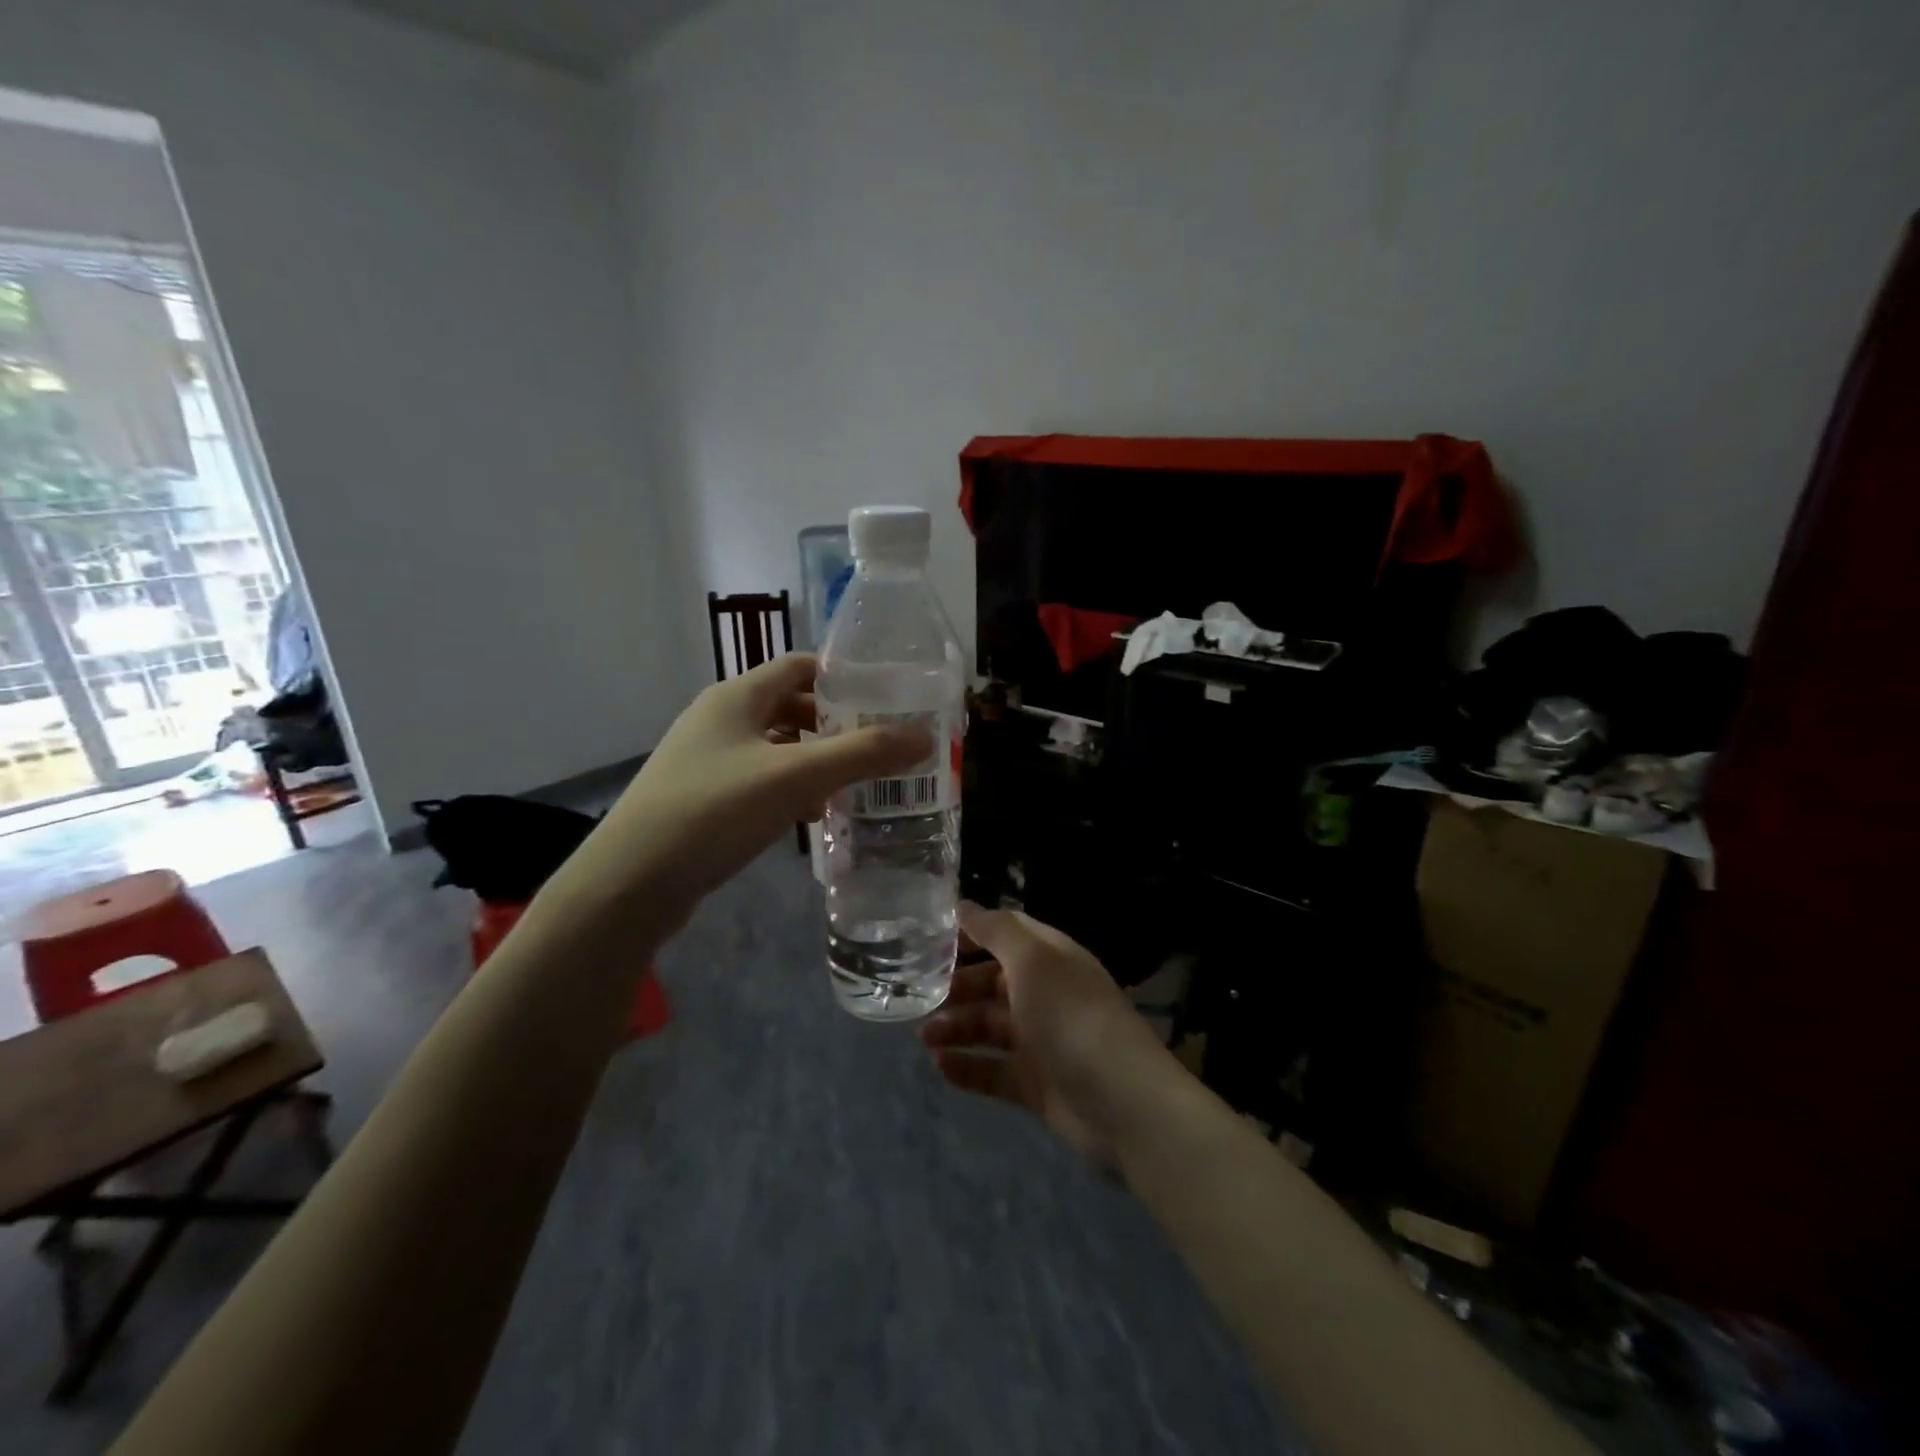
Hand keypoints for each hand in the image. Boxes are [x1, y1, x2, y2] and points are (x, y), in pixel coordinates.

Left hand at [557, 654, 928, 926]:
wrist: (630, 883)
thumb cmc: (713, 811)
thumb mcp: (795, 778)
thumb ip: (862, 754)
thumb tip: (924, 737)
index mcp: (737, 696)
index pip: (800, 666)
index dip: (843, 677)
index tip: (886, 698)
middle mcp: (720, 718)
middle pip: (790, 707)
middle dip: (836, 724)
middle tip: (880, 745)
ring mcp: (706, 759)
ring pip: (776, 746)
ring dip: (815, 759)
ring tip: (857, 781)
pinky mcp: (702, 797)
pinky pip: (759, 779)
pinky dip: (790, 788)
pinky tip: (812, 815)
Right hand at [920, 904, 1184, 1166]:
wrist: (1121, 1103)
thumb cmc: (1071, 1017)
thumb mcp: (1033, 961)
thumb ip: (996, 931)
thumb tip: (964, 905)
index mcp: (1051, 958)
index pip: (1006, 934)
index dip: (971, 934)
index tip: (930, 941)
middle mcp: (1046, 994)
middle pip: (993, 982)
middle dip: (958, 987)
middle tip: (921, 996)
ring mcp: (1042, 1041)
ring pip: (990, 1027)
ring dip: (956, 1027)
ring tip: (924, 1036)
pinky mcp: (1037, 1085)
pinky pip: (994, 1070)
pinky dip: (968, 1067)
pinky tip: (941, 1066)